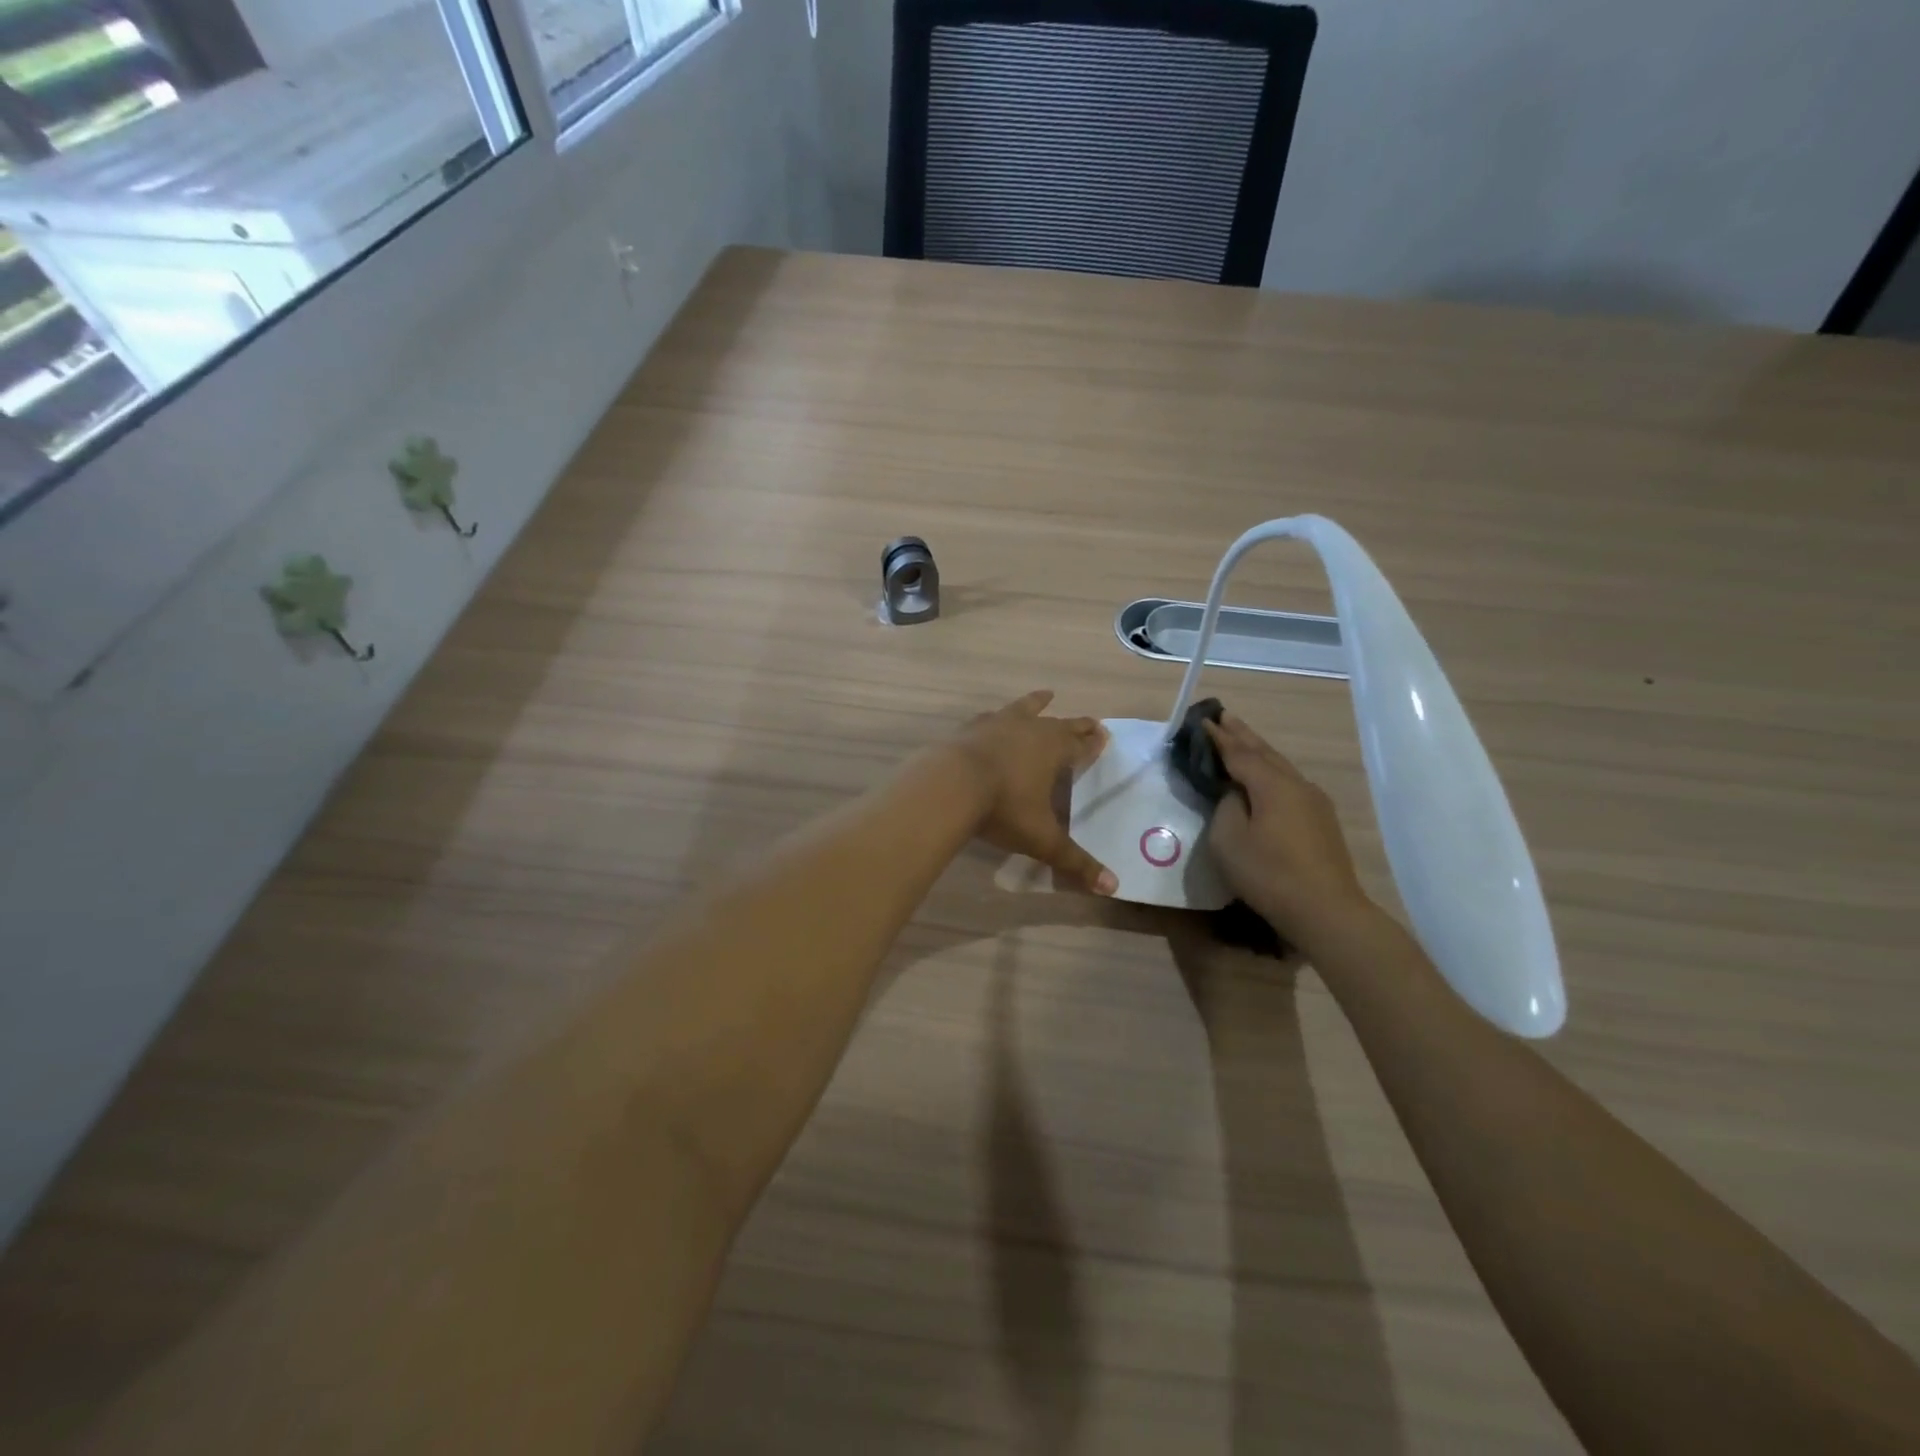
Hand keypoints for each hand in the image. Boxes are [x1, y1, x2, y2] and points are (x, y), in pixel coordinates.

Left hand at [949, 691, 1116, 894]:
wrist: (949, 785)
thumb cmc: (1003, 808)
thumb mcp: (1042, 838)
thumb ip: (1075, 861)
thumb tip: (1112, 887)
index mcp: (1054, 750)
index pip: (1081, 744)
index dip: (1093, 742)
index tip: (1104, 735)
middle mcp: (1030, 729)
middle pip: (1059, 724)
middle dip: (1076, 725)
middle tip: (1090, 722)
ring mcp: (998, 724)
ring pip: (1024, 708)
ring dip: (1037, 703)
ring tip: (1046, 695)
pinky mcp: (970, 728)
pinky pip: (990, 717)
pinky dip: (997, 717)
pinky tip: (992, 717)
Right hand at [1204, 714, 1371, 938]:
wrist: (1326, 911)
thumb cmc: (1269, 874)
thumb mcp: (1228, 840)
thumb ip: (1226, 806)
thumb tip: (1235, 793)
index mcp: (1272, 784)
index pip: (1238, 752)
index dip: (1218, 737)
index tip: (1201, 720)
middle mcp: (1296, 784)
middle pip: (1264, 752)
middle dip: (1242, 734)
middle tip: (1222, 715)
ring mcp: (1314, 802)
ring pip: (1280, 766)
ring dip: (1258, 750)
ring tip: (1241, 739)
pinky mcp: (1321, 821)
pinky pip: (1289, 784)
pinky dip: (1270, 771)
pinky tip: (1266, 776)